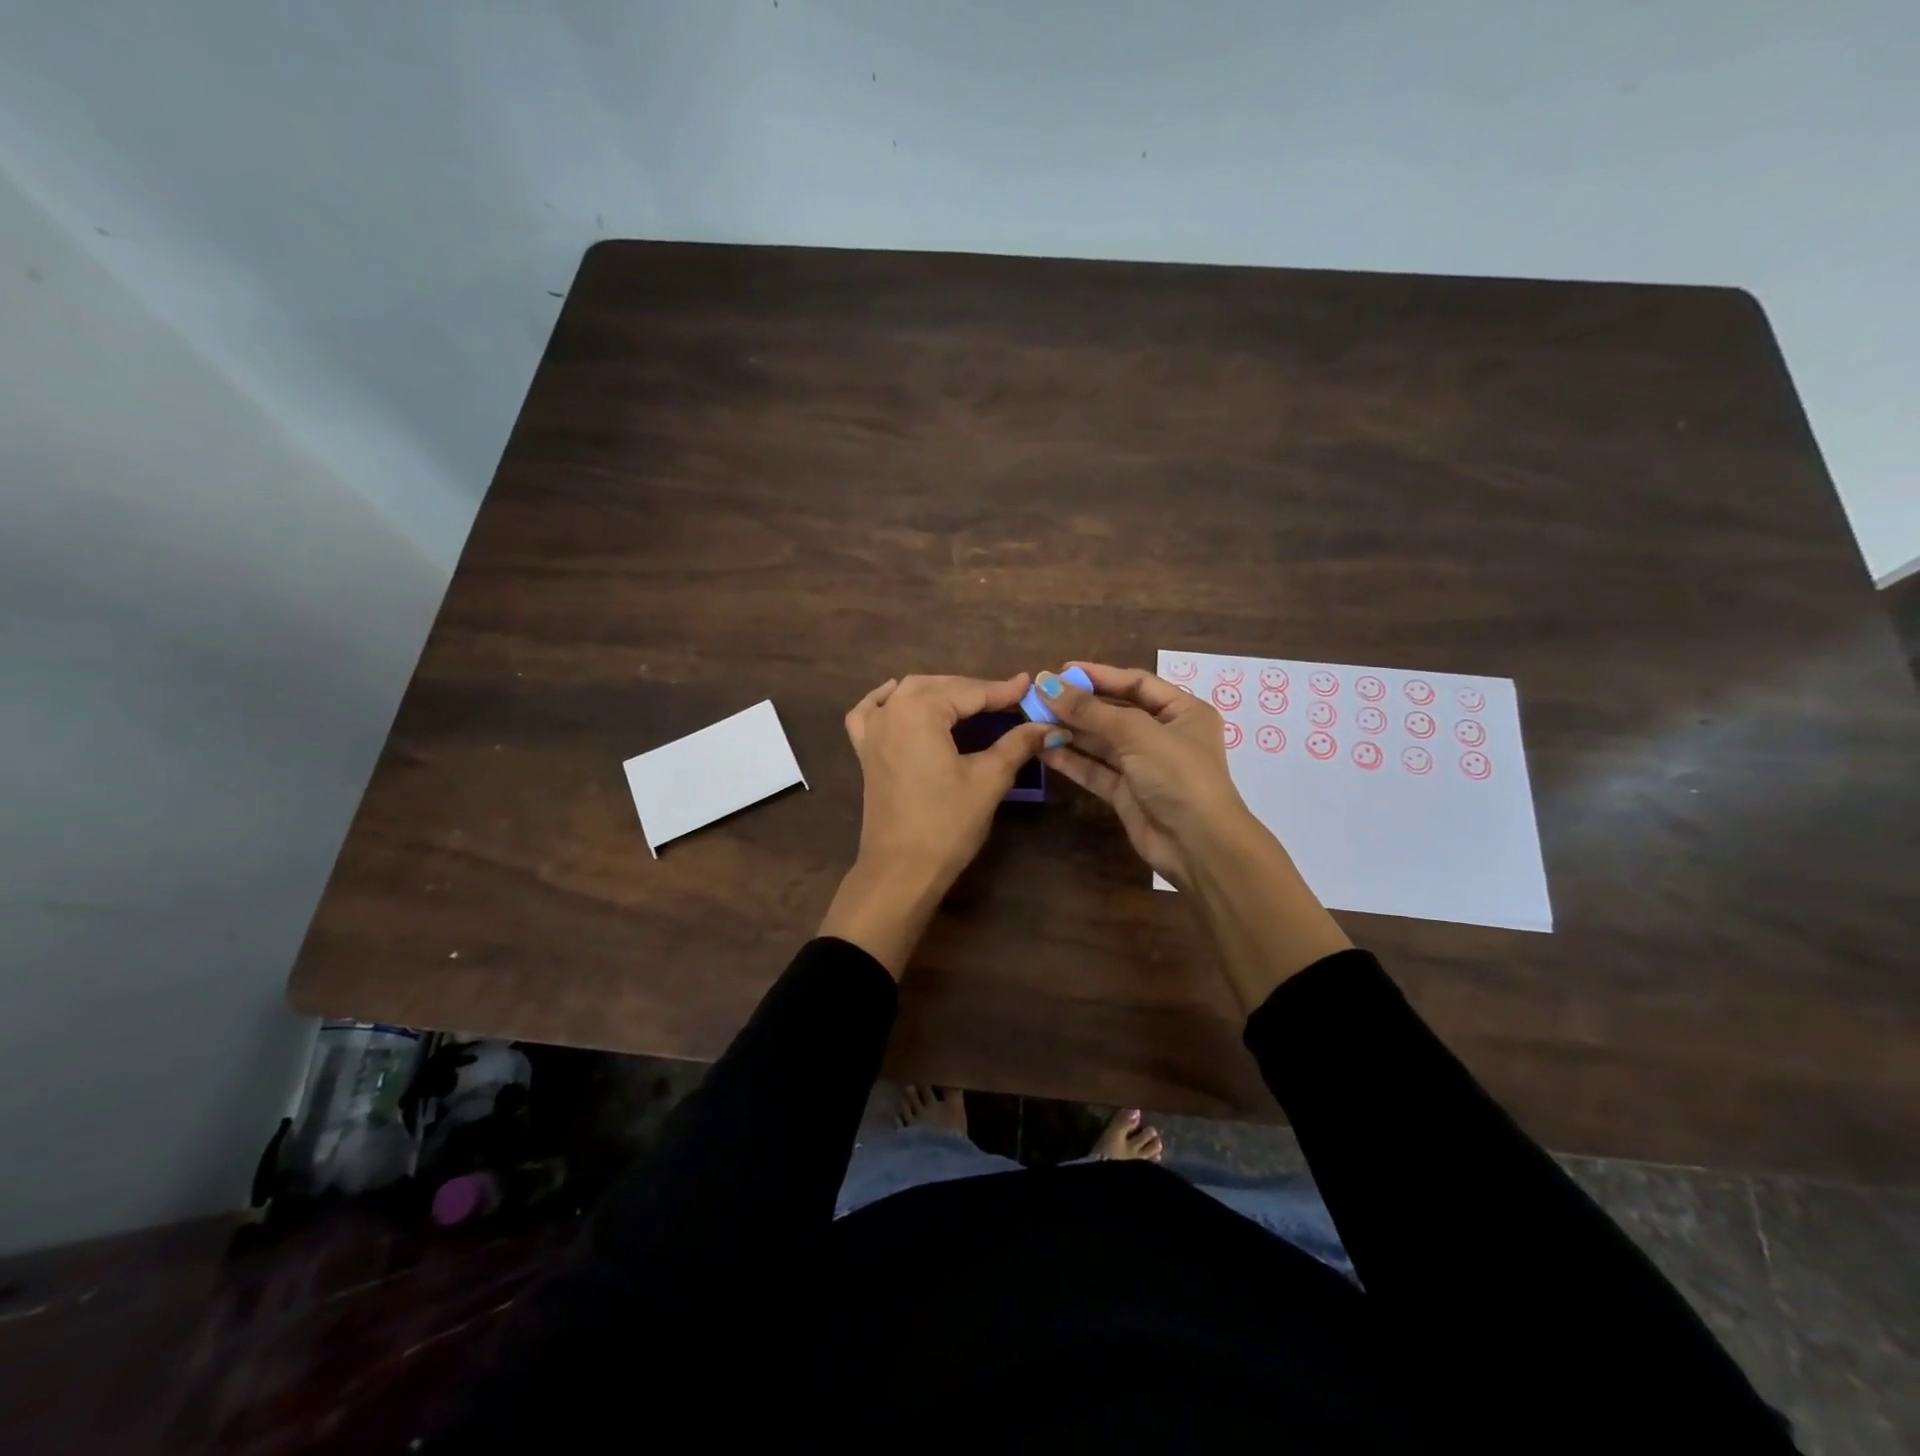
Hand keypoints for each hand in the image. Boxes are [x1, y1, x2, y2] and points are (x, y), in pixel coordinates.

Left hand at [820, 673, 1058, 975]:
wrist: (901, 870)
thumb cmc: (947, 823)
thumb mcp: (988, 779)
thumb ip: (1018, 744)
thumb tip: (1049, 726)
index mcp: (920, 711)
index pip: (970, 692)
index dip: (1003, 691)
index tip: (1030, 686)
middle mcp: (892, 711)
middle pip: (939, 687)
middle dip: (973, 690)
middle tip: (1008, 700)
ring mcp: (872, 730)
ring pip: (907, 694)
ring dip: (939, 692)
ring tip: (970, 701)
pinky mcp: (864, 752)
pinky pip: (870, 712)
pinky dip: (885, 700)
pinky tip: (898, 696)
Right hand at [1037, 662, 1350, 1010]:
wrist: (1198, 846)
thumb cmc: (1178, 775)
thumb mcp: (1136, 733)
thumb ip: (1090, 710)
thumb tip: (1046, 682)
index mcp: (1183, 711)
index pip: (1136, 683)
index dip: (1099, 675)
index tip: (1061, 670)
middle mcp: (1164, 735)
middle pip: (1114, 711)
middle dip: (1078, 704)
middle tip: (1038, 695)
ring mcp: (1144, 766)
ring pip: (1101, 742)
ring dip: (1069, 730)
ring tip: (1032, 718)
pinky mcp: (1126, 793)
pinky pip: (1095, 769)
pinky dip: (1071, 759)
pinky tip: (1043, 747)